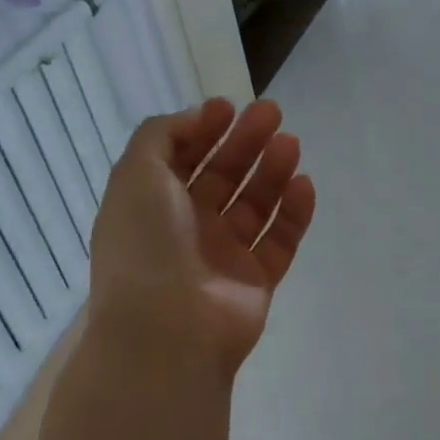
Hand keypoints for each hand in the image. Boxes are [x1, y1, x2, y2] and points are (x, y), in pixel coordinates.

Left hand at [87, 98, 316, 370]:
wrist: (168, 331)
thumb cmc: (146, 245)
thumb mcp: (136, 175)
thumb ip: (161, 135)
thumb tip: (197, 117)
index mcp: (151, 205)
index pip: (181, 158)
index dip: (203, 129)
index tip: (229, 107)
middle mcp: (186, 228)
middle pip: (222, 176)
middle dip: (245, 142)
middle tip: (272, 113)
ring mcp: (223, 256)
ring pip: (254, 204)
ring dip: (272, 170)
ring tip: (291, 143)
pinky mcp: (256, 280)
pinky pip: (279, 239)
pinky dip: (293, 212)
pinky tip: (303, 183)